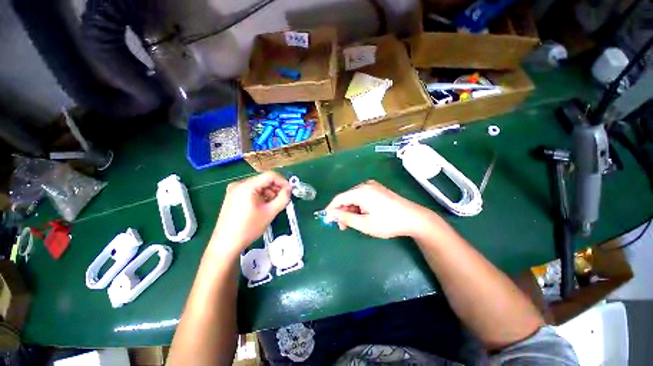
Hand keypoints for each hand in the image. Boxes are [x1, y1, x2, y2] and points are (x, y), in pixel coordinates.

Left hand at [212, 171, 290, 254]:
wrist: (226, 244)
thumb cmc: (248, 228)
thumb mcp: (270, 212)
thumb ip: (283, 198)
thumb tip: (289, 189)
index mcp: (247, 186)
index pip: (270, 175)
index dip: (283, 181)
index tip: (290, 191)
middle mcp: (239, 184)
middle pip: (264, 180)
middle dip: (276, 188)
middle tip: (284, 199)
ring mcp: (234, 190)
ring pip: (258, 186)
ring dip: (269, 193)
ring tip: (274, 205)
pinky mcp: (233, 196)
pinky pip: (251, 191)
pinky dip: (261, 196)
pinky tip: (264, 206)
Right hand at [325, 180, 434, 238]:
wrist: (414, 218)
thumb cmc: (388, 222)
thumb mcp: (365, 224)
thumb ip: (346, 218)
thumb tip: (331, 214)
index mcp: (361, 191)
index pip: (339, 198)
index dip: (331, 209)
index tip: (327, 219)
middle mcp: (365, 185)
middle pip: (347, 198)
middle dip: (343, 212)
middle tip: (342, 226)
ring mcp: (373, 186)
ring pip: (354, 198)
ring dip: (351, 210)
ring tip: (353, 223)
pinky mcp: (378, 190)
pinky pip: (362, 197)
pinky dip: (359, 207)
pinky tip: (362, 216)